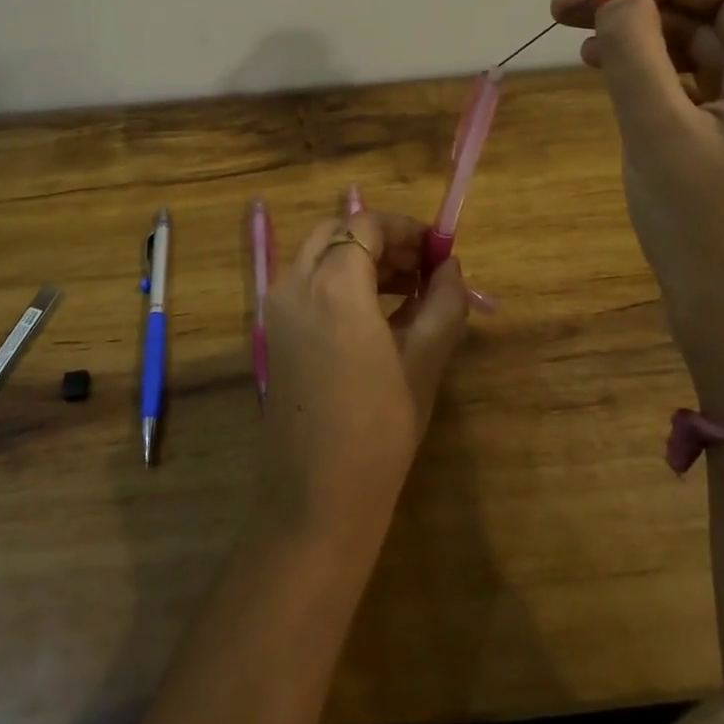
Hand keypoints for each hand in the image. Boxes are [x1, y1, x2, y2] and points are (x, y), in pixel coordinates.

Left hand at [255, 209, 469, 546]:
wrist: (316, 499)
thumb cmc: (379, 430)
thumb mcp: (423, 362)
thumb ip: (442, 303)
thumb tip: (450, 266)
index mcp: (333, 285)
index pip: (366, 224)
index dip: (406, 228)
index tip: (439, 248)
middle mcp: (295, 285)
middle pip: (337, 232)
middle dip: (381, 240)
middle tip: (422, 266)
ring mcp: (277, 309)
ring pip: (319, 257)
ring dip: (360, 259)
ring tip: (408, 290)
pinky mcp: (274, 333)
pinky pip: (307, 285)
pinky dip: (339, 281)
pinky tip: (377, 314)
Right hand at [551, 0, 723, 409]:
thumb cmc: (705, 227)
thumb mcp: (659, 132)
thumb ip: (635, 53)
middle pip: (711, 22)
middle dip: (641, 8)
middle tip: (566, 11)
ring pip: (697, 58)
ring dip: (640, 42)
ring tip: (577, 40)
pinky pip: (693, 94)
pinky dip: (651, 79)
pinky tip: (610, 77)